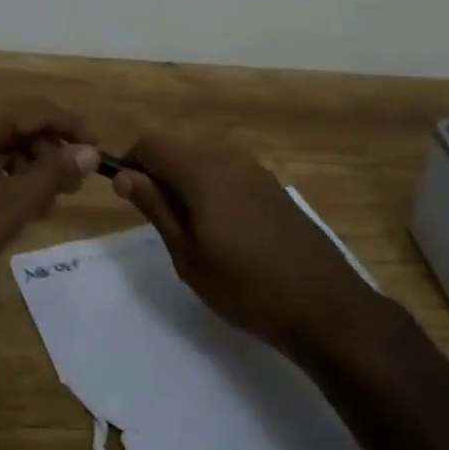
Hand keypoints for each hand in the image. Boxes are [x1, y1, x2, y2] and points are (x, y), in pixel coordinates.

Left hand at [0, 99, 96, 314]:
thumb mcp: (12, 205)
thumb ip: (53, 173)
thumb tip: (90, 152)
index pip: (39, 109)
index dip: (73, 129)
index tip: (100, 152)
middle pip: (23, 123)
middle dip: (52, 152)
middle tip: (75, 186)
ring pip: (7, 141)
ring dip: (33, 166)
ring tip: (52, 202)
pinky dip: (10, 175)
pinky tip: (24, 204)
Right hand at [112, 132, 377, 353]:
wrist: (324, 305)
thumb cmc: (245, 286)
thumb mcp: (188, 255)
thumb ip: (155, 207)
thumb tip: (124, 175)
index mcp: (202, 170)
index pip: (151, 143)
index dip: (131, 162)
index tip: (126, 195)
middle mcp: (228, 158)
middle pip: (178, 148)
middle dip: (158, 173)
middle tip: (158, 220)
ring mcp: (255, 170)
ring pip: (204, 160)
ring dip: (185, 181)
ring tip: (189, 229)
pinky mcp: (272, 186)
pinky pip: (228, 172)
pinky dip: (212, 188)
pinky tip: (223, 229)